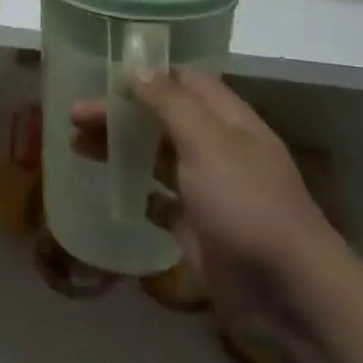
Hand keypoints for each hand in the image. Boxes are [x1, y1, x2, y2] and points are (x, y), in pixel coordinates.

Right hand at [72, 70, 344, 358]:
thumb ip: (171, 104)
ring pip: (156, 157)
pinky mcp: (196, 227)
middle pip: (163, 119)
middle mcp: (219, 151)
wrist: (287, 293)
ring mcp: (208, 191)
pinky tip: (104, 186)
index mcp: (229, 123)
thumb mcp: (208, 143)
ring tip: (76, 145)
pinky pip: (158, 200)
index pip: (187, 83)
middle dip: (121, 113)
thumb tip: (138, 69)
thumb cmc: (246, 205)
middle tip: (75, 115)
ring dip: (120, 147)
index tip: (105, 73)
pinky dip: (133, 190)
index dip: (149, 74)